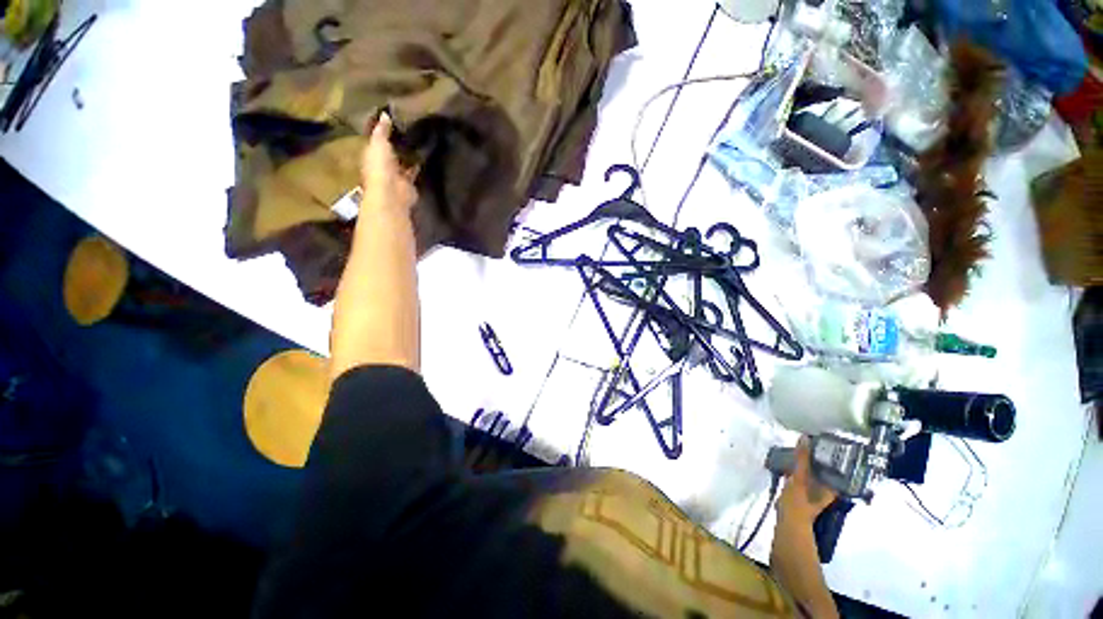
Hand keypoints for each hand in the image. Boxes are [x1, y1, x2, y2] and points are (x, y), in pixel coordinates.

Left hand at [360, 112, 417, 214]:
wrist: (392, 193)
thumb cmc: (380, 167)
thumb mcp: (379, 144)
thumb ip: (382, 130)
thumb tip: (385, 114)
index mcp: (371, 154)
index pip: (376, 139)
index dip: (382, 129)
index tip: (392, 117)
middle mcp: (383, 164)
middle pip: (390, 150)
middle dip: (397, 141)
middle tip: (409, 125)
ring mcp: (396, 174)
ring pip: (402, 160)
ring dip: (408, 153)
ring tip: (420, 138)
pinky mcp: (409, 182)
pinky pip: (414, 170)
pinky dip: (418, 164)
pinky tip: (425, 154)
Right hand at [776, 438, 836, 525]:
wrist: (787, 521)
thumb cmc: (798, 501)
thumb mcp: (800, 477)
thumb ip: (802, 458)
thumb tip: (805, 437)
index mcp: (832, 487)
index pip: (838, 469)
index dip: (835, 456)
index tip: (827, 442)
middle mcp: (826, 490)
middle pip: (825, 470)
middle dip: (818, 458)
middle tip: (810, 443)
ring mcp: (813, 493)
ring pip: (813, 473)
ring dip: (806, 463)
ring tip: (798, 450)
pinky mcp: (801, 493)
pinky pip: (802, 476)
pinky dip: (797, 469)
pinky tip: (789, 463)